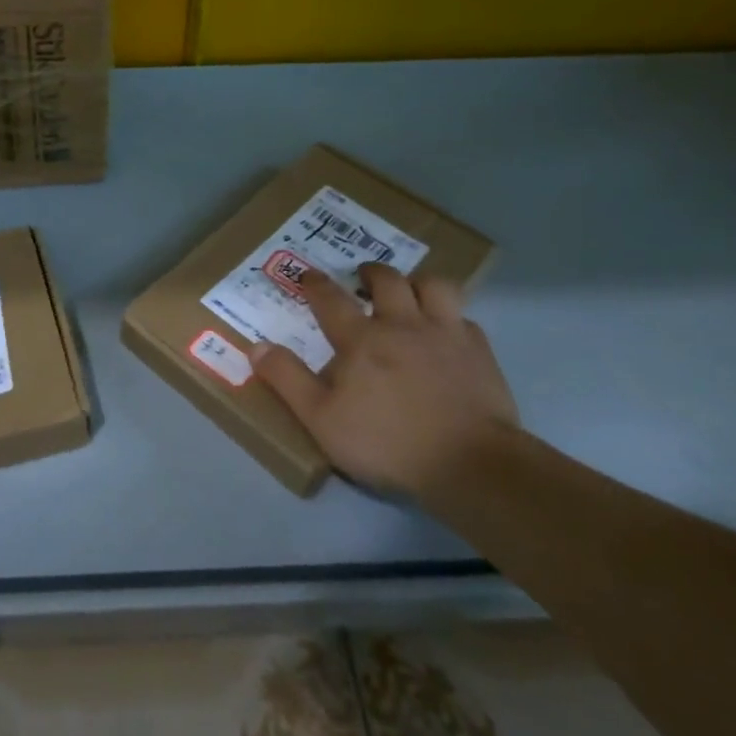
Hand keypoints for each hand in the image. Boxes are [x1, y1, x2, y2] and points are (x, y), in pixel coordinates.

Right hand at [248, 264, 519, 497]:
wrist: (470, 463)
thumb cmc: (387, 442)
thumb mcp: (322, 420)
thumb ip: (288, 380)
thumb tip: (256, 346)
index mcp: (361, 339)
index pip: (330, 299)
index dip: (315, 284)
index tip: (307, 275)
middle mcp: (402, 324)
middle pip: (387, 280)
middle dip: (371, 272)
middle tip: (363, 277)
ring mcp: (445, 334)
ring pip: (434, 286)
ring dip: (418, 282)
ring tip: (410, 292)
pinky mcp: (479, 352)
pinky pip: (464, 319)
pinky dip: (452, 318)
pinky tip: (448, 333)